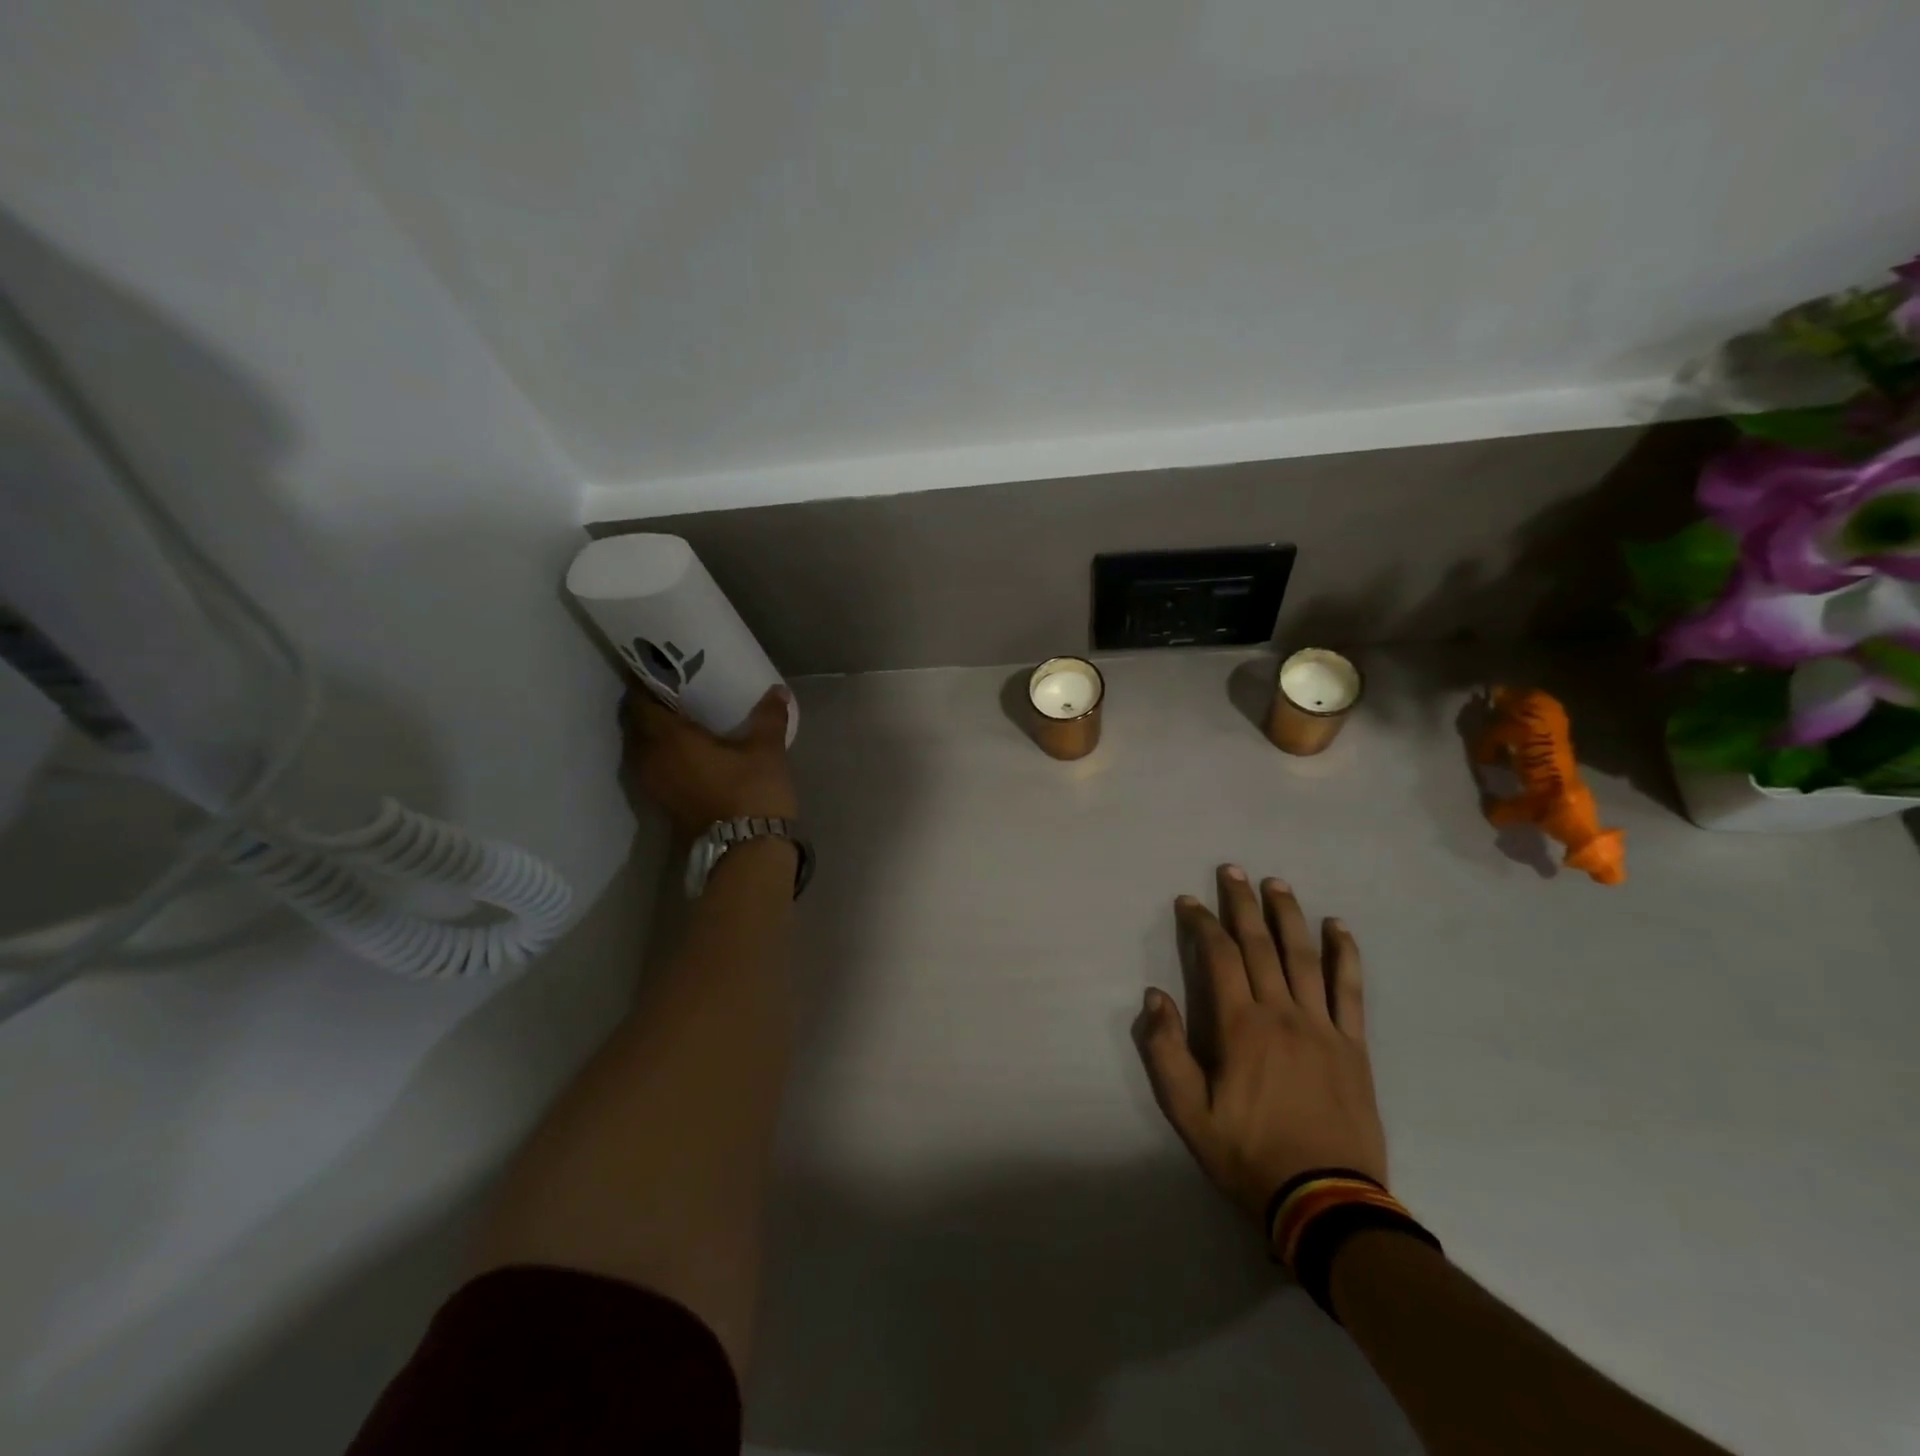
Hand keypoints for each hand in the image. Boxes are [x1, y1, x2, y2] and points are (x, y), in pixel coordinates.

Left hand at [620, 686, 798, 836]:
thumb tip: (778, 690)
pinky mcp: (664, 803)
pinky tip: (689, 750)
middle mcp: (652, 760)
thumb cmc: (752, 792)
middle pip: (638, 725)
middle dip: (651, 706)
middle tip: (675, 691)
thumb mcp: (766, 750)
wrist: (747, 850)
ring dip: (656, 733)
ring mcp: (655, 785)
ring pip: (644, 748)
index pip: (641, 702)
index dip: (646, 683)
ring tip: (682, 719)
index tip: (661, 669)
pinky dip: (664, 754)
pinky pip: (655, 767)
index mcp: (669, 740)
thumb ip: (769, 717)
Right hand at [1134, 866, 1386, 1219]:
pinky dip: (1344, 954)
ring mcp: (1322, 1026)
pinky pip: (1350, 989)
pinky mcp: (1353, 1045)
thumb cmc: (1248, 1154)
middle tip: (1232, 870)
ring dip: (1288, 915)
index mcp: (1240, 1026)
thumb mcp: (1188, 1112)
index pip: (1219, 957)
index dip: (1202, 923)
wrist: (1325, 1201)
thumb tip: (1154, 996)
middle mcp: (1281, 1013)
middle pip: (1260, 945)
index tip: (1189, 901)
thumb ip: (1166, 1051)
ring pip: (1303, 956)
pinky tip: (1338, 927)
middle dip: (1242, 904)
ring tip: (1276, 883)